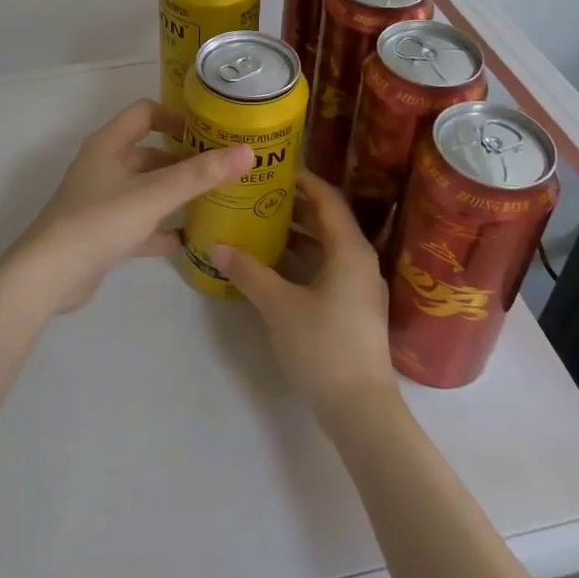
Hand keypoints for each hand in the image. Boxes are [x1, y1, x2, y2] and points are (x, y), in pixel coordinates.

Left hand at [8, 99, 252, 313]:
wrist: (48, 277)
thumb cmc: (99, 223)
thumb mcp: (153, 196)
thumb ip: (200, 175)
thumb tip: (247, 152)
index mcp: (108, 145)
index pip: (144, 112)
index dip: (175, 116)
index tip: (208, 130)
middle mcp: (103, 166)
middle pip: (149, 152)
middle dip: (183, 159)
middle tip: (222, 168)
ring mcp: (101, 200)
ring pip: (146, 188)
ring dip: (175, 193)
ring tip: (215, 200)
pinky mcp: (103, 232)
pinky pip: (140, 222)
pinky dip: (162, 228)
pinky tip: (190, 240)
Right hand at [216, 172, 399, 423]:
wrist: (361, 410)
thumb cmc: (323, 346)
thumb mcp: (279, 305)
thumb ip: (249, 272)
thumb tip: (218, 246)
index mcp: (350, 249)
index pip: (327, 198)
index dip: (303, 179)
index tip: (274, 168)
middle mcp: (359, 261)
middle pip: (327, 220)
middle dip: (294, 206)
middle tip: (259, 194)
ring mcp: (359, 287)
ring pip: (326, 247)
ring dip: (296, 235)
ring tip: (259, 224)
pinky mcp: (353, 309)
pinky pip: (327, 269)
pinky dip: (302, 260)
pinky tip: (273, 267)